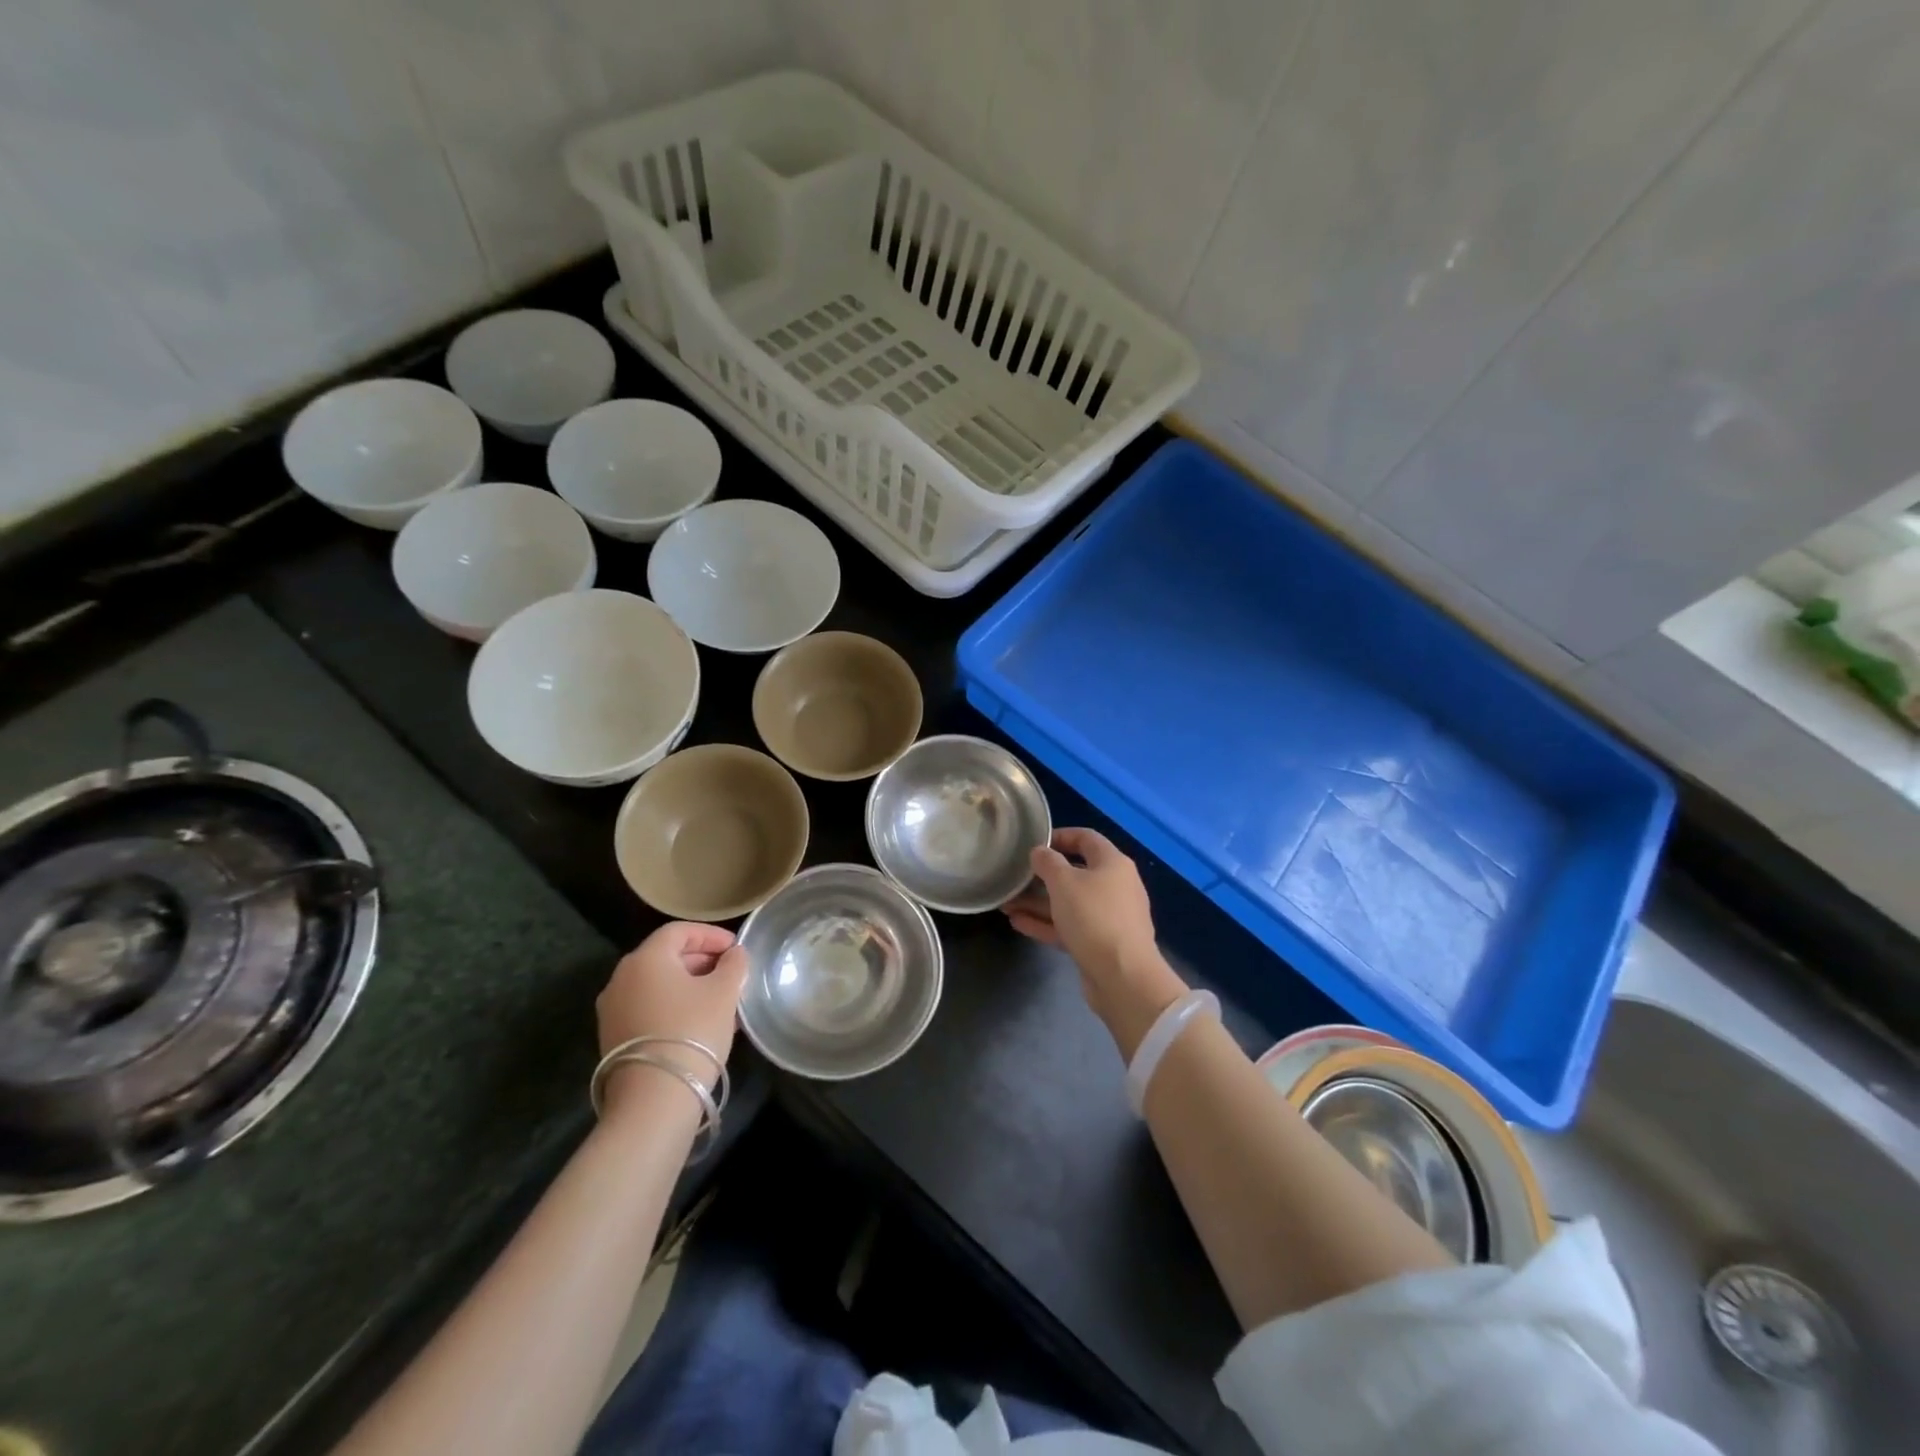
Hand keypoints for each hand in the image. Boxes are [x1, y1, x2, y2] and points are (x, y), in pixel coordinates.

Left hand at [596, 923, 748, 1101]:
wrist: (653, 1098)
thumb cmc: (692, 1031)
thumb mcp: (724, 992)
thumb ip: (733, 965)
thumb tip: (734, 954)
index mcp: (646, 958)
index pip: (679, 931)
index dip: (711, 935)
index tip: (736, 948)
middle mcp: (621, 978)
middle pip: (666, 956)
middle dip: (701, 960)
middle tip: (731, 973)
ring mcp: (612, 1009)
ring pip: (658, 984)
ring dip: (689, 985)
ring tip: (720, 1000)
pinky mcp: (613, 1037)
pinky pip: (648, 1007)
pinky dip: (674, 1005)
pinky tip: (699, 1022)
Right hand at [1003, 828, 1187, 1058]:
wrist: (1123, 977)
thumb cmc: (1094, 917)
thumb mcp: (1064, 882)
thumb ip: (1048, 862)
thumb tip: (1039, 852)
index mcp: (1113, 864)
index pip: (1086, 838)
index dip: (1060, 836)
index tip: (1034, 842)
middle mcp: (1114, 887)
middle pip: (1075, 873)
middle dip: (1042, 876)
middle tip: (1014, 878)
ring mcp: (1108, 918)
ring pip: (1068, 903)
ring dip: (1038, 903)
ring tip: (1006, 904)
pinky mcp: (1099, 944)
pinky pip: (1069, 927)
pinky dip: (1046, 923)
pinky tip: (1018, 923)